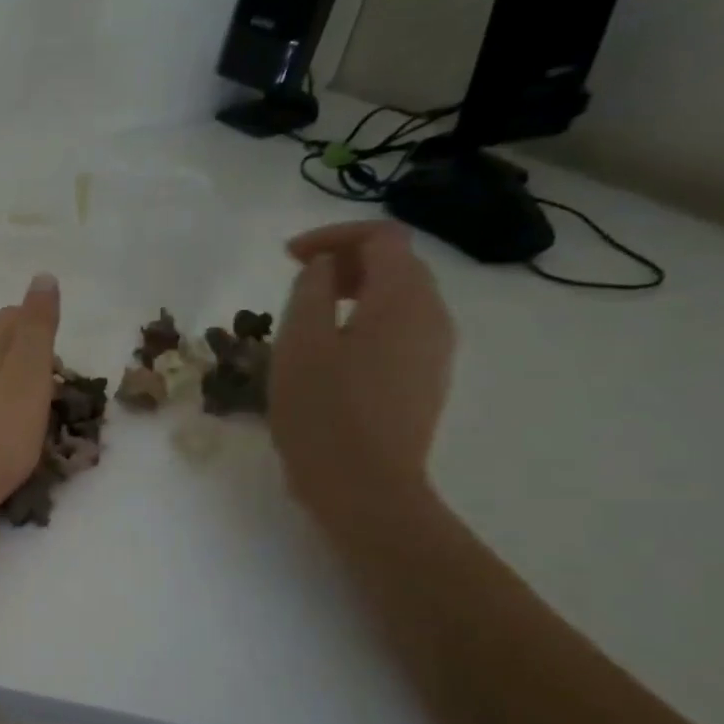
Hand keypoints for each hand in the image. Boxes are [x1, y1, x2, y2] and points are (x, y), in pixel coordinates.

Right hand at [272, 221, 454, 529]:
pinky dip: (364, 322)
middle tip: (296, 281)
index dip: (333, 235)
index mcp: (403, 299)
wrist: (365, 488)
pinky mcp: (424, 381)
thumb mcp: (300, 344)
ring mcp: (434, 352)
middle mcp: (432, 316)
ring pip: (398, 299)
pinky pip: (398, 331)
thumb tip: (323, 269)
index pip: (382, 237)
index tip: (288, 256)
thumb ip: (311, 291)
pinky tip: (330, 353)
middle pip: (396, 264)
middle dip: (344, 261)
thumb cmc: (324, 412)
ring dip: (354, 293)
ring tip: (307, 318)